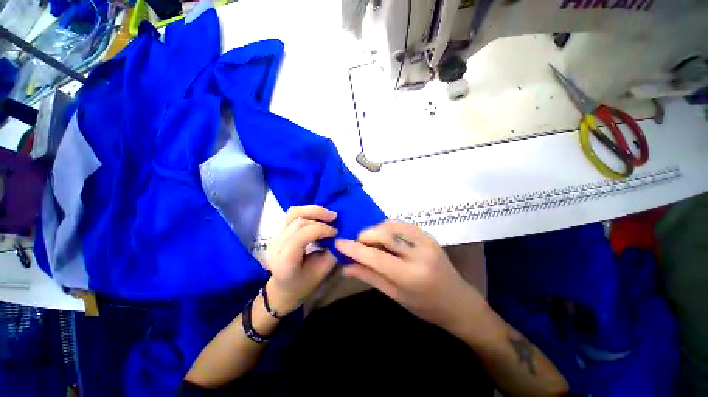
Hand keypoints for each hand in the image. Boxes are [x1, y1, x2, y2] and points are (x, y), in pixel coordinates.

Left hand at [263, 205, 338, 314]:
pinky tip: (318, 216)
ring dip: (313, 210)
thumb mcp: (322, 271)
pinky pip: (293, 215)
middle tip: (335, 219)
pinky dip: (308, 212)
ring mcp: (274, 237)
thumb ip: (332, 251)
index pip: (301, 236)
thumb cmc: (304, 284)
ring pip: (293, 213)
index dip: (321, 229)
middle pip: (297, 222)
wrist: (283, 287)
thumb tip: (341, 234)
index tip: (336, 232)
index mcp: (284, 262)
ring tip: (328, 214)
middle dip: (319, 217)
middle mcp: (275, 247)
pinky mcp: (278, 232)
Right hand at [335, 221, 485, 330]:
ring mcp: (426, 241)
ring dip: (376, 231)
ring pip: (391, 225)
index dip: (354, 248)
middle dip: (365, 236)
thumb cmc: (425, 307)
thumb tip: (345, 267)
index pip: (375, 256)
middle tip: (358, 245)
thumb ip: (369, 277)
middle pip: (384, 233)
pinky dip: (388, 228)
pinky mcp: (428, 234)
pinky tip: (386, 238)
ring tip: (372, 243)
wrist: (458, 301)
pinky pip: (402, 224)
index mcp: (411, 276)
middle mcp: (419, 253)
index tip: (338, 243)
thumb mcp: (395, 295)